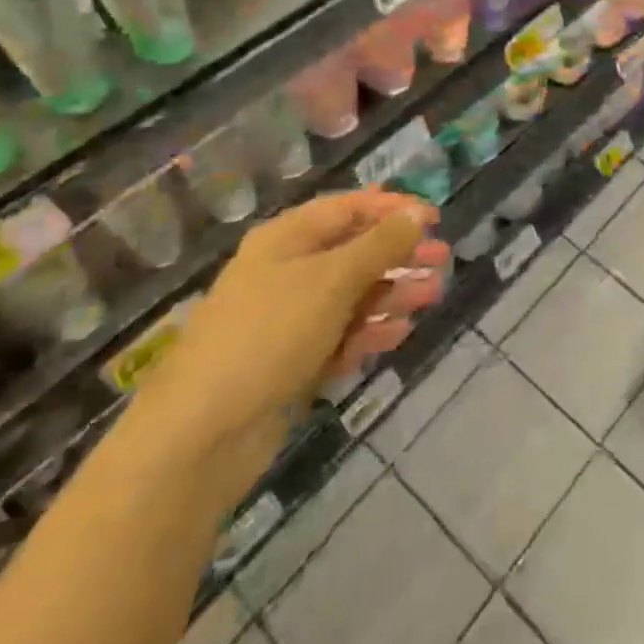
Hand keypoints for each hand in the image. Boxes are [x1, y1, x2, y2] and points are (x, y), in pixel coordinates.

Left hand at [132, 190, 447, 473]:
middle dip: (399, 253)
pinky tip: (399, 333)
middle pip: (354, 250)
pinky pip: (341, 334)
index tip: (435, 218)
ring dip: (392, 291)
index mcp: (288, 238)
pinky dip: (370, 330)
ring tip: (432, 295)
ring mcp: (288, 319)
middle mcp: (287, 270)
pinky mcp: (292, 361)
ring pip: (352, 294)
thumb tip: (417, 214)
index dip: (393, 209)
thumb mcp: (332, 279)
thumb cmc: (269, 334)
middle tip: (442, 260)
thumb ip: (380, 244)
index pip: (349, 207)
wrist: (200, 436)